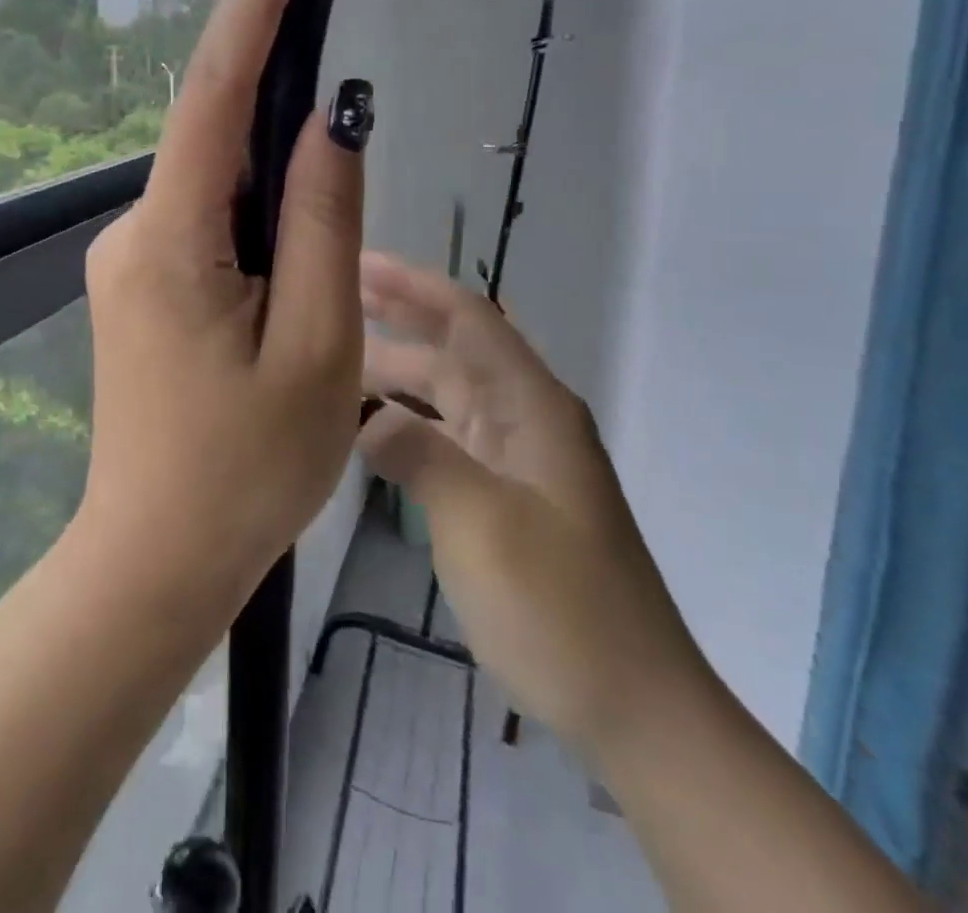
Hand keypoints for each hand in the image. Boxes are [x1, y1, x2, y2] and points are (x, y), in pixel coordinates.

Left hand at [80, 0, 369, 612]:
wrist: (158, 559)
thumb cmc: (246, 471)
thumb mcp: (318, 347)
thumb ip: (326, 224)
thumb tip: (333, 122)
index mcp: (171, 240)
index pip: (212, 95)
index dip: (251, 10)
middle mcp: (136, 232)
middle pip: (221, 144)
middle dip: (285, 125)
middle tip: (344, 153)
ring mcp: (132, 260)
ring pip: (221, 190)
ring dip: (279, 194)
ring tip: (315, 273)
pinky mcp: (143, 286)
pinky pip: (210, 226)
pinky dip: (259, 226)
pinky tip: (288, 283)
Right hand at [359, 254, 706, 753]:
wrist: (634, 704)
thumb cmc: (562, 607)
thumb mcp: (483, 524)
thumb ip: (422, 455)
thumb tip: (368, 417)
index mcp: (532, 405)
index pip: (469, 317)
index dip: (414, 284)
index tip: (358, 262)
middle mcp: (526, 416)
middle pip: (456, 346)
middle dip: (400, 315)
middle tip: (333, 295)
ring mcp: (517, 457)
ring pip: (449, 391)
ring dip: (398, 369)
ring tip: (336, 356)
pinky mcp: (507, 494)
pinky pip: (449, 435)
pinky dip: (409, 420)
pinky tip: (371, 426)